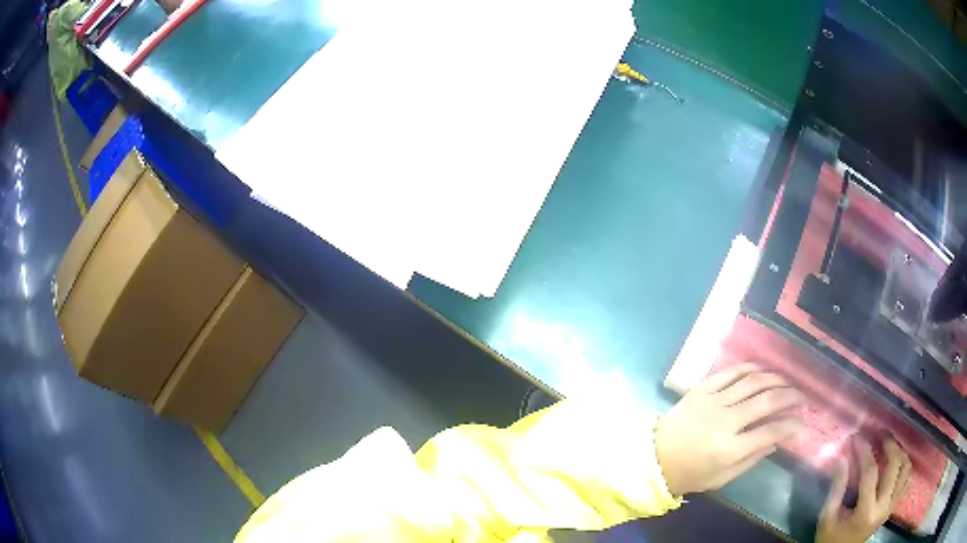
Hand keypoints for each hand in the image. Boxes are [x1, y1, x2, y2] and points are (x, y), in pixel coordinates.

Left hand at [656, 363, 803, 495]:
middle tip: (801, 396)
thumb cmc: (690, 474)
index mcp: (730, 449)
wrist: (654, 459)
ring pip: (752, 382)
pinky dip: (749, 368)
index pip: (771, 431)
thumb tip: (778, 440)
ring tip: (787, 382)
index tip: (802, 421)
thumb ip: (752, 459)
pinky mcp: (701, 389)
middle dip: (790, 396)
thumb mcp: (722, 478)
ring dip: (774, 378)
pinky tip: (761, 370)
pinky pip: (730, 372)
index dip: (791, 425)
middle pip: (767, 401)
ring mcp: (713, 401)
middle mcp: (725, 421)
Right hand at [816, 436, 910, 542]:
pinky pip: (906, 481)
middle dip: (889, 445)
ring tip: (890, 447)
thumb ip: (836, 489)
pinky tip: (897, 463)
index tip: (857, 438)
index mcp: (865, 512)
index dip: (865, 451)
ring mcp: (890, 507)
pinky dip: (905, 467)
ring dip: (900, 453)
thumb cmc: (830, 539)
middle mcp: (883, 507)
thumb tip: (842, 458)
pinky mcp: (892, 508)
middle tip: (881, 433)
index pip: (870, 472)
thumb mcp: (827, 518)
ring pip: (905, 469)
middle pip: (894, 466)